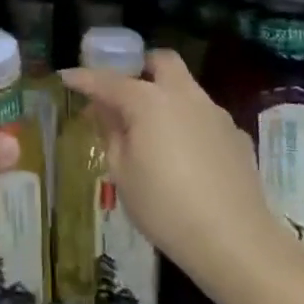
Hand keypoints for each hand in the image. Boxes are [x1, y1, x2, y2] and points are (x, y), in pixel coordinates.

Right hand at [59, 49, 277, 287]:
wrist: (236, 241)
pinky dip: (188, 123)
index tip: (66, 77)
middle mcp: (184, 96)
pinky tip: (185, 155)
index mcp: (149, 101)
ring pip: (186, 87)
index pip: (108, 80)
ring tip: (152, 130)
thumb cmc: (165, 208)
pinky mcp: (236, 136)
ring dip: (165, 96)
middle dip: (139, 67)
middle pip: (161, 61)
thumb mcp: (123, 173)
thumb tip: (104, 110)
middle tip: (123, 92)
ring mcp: (215, 113)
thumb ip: (112, 133)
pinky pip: (205, 116)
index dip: (84, 78)